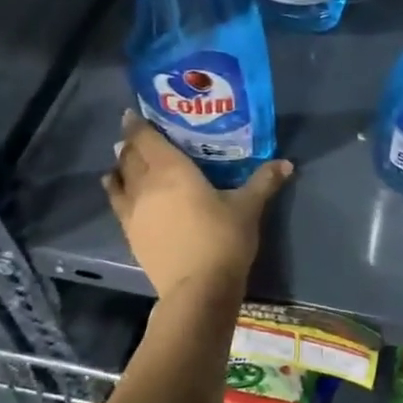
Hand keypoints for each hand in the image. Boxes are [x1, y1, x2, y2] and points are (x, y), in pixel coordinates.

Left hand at [103, 111, 292, 298]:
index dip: (138, 124)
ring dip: (121, 165)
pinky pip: (117, 203)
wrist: (198, 289)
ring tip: (123, 158)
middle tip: (137, 135)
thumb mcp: (248, 208)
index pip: (148, 139)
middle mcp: (146, 184)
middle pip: (131, 156)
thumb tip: (287, 163)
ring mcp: (134, 211)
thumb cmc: (223, 240)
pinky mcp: (130, 233)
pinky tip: (117, 188)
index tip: (132, 113)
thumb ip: (264, 181)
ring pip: (120, 178)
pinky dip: (115, 190)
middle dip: (132, 143)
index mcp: (173, 170)